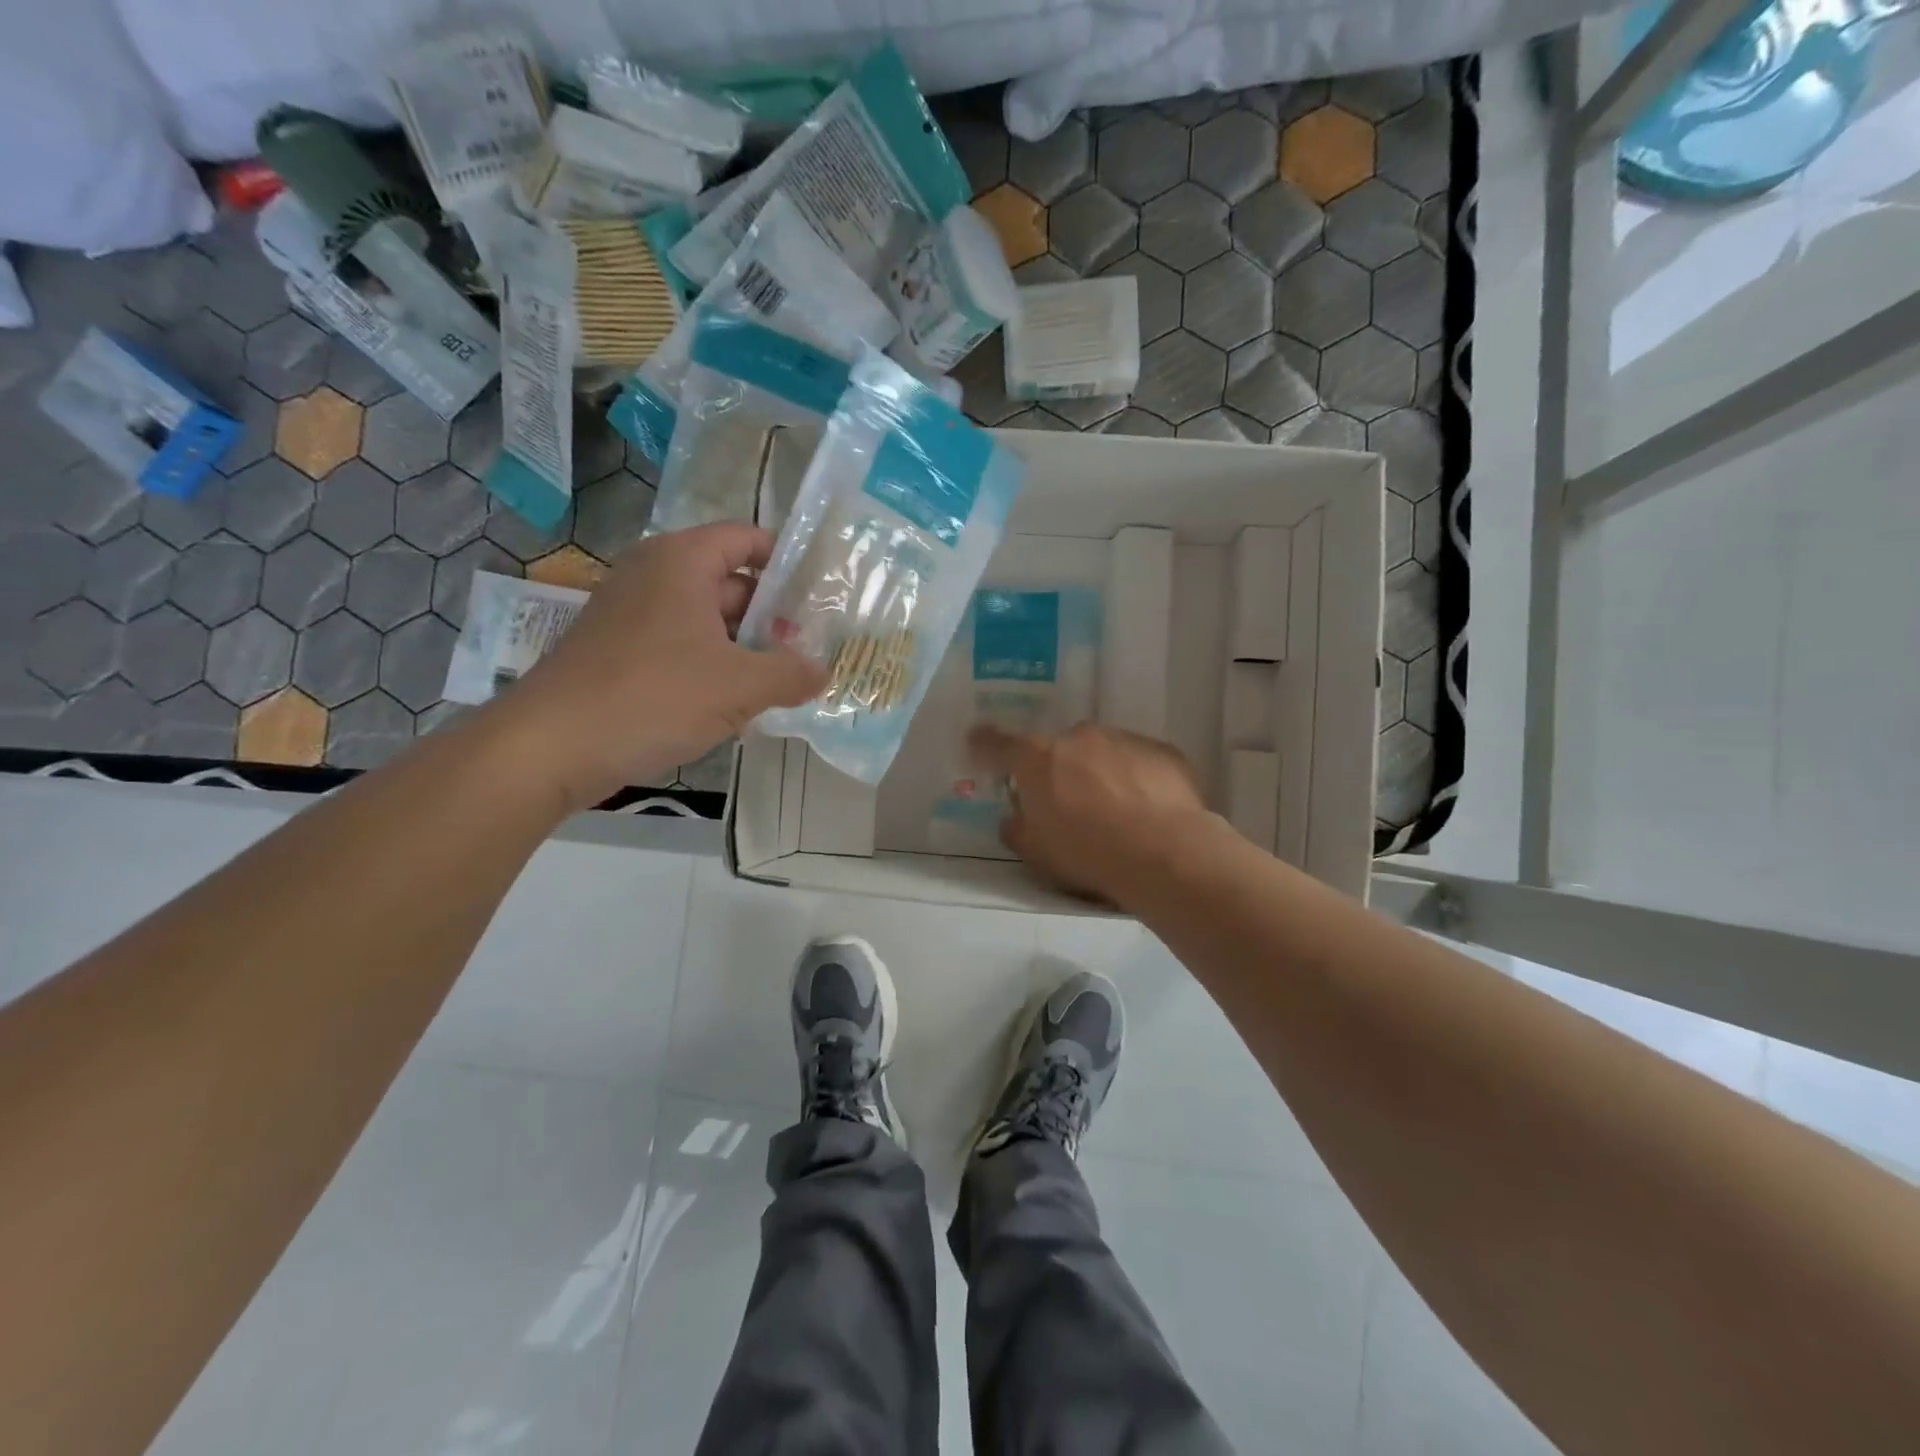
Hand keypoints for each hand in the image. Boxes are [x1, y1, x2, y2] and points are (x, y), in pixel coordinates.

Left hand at [498, 523, 826, 810]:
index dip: (788, 562)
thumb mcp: (740, 685)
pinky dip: (712, 670)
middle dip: (772, 618)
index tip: (821, 597)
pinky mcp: (619, 653)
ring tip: (784, 685)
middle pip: (730, 583)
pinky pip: (680, 649)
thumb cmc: (655, 696)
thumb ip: (791, 673)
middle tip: (811, 651)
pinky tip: (737, 710)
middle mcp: (654, 576)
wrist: (551, 746)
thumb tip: (822, 671)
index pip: (747, 539)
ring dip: (745, 651)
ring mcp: (632, 615)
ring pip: (706, 622)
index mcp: (681, 561)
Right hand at [968, 722, 1214, 904]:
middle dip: (1060, 769)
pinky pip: (1140, 761)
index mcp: (1038, 759)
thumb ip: (1018, 830)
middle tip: (1069, 802)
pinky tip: (1148, 809)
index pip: (1000, 743)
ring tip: (1116, 811)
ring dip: (1101, 772)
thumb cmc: (1087, 852)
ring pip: (1103, 751)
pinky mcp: (1162, 751)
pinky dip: (1137, 778)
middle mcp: (1078, 737)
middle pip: (1060, 748)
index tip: (977, 741)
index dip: (985, 743)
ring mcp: (1123, 739)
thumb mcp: (1037, 852)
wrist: (1163, 851)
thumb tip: (1013, 820)